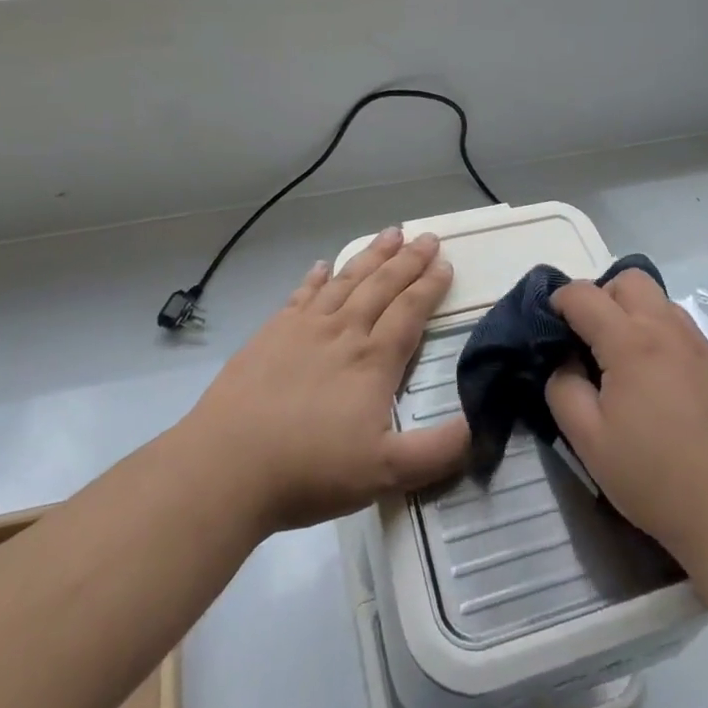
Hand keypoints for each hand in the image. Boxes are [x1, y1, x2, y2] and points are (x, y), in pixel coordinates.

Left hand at [183, 228, 469, 535]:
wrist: (227, 466)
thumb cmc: (310, 470)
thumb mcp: (386, 473)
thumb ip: (438, 451)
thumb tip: (480, 424)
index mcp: (373, 360)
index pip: (410, 311)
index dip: (429, 285)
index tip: (445, 262)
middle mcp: (343, 332)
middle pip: (382, 285)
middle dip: (408, 259)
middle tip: (426, 236)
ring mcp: (304, 328)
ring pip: (346, 280)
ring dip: (371, 255)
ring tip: (389, 233)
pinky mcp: (271, 333)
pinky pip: (302, 294)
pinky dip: (317, 277)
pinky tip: (323, 266)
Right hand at [546, 270, 707, 569]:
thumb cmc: (656, 478)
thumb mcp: (589, 441)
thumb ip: (563, 389)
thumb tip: (564, 361)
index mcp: (630, 340)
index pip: (583, 294)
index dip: (557, 303)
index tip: (549, 332)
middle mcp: (666, 327)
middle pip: (627, 279)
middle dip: (599, 297)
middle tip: (587, 341)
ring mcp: (697, 343)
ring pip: (656, 298)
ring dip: (630, 312)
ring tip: (620, 361)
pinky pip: (677, 324)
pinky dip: (655, 331)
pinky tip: (653, 380)